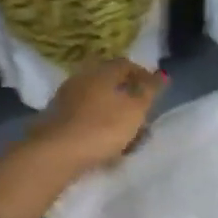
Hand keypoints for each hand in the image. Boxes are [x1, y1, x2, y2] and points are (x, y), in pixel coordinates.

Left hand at [25, 58, 165, 182]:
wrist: (56, 153)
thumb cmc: (103, 127)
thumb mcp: (135, 109)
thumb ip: (150, 91)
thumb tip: (162, 74)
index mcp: (102, 72)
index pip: (125, 64)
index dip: (142, 76)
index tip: (155, 93)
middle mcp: (82, 79)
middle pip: (110, 83)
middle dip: (127, 98)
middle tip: (142, 115)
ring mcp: (66, 99)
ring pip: (97, 102)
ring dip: (113, 114)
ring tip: (126, 135)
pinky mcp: (56, 120)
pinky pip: (84, 118)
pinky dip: (98, 126)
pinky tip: (105, 143)